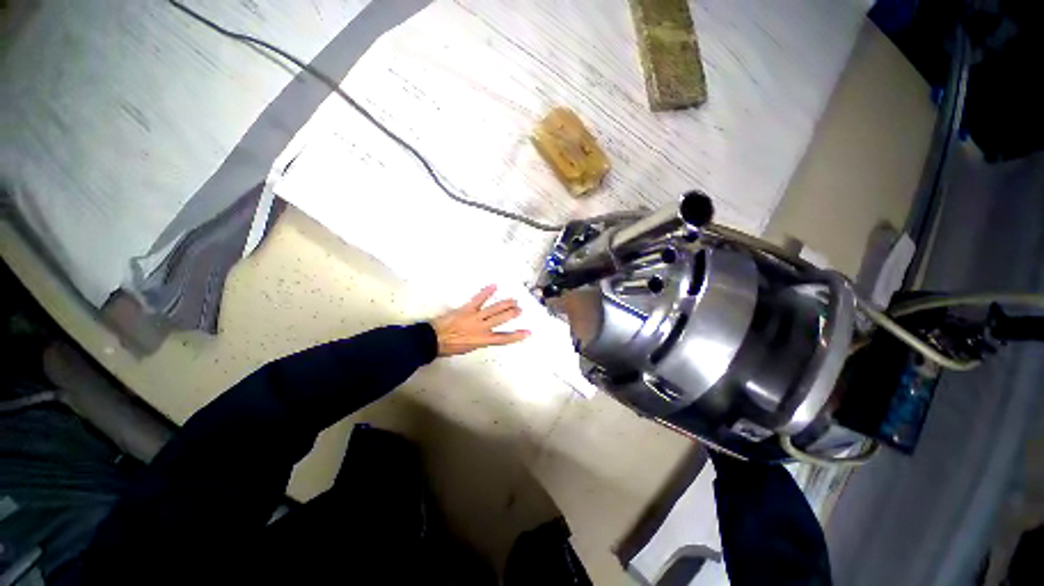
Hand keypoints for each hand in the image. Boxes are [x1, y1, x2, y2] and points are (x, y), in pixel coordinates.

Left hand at [431, 285, 529, 356]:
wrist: (434, 339)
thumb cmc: (450, 347)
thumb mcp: (469, 347)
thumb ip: (480, 340)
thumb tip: (486, 334)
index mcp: (483, 340)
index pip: (504, 338)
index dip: (517, 336)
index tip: (527, 332)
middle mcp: (482, 327)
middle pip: (501, 319)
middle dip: (512, 313)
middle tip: (519, 310)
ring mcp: (475, 316)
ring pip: (494, 309)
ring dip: (505, 304)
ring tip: (514, 300)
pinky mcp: (467, 308)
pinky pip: (479, 299)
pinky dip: (486, 292)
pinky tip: (494, 286)